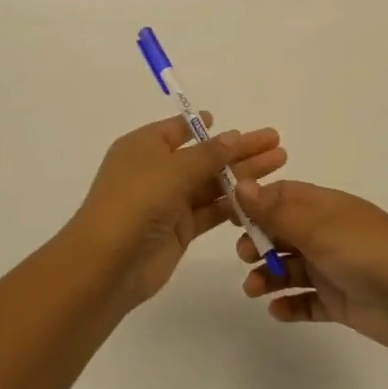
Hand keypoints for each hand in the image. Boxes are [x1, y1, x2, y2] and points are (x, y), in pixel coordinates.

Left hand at [68, 115, 286, 309]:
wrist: (108, 264)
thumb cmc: (136, 202)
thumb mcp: (173, 169)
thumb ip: (208, 154)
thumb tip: (233, 136)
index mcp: (144, 147)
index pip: (178, 129)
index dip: (206, 126)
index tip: (237, 124)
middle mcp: (155, 171)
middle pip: (204, 156)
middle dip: (239, 150)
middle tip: (276, 143)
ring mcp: (167, 202)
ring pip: (211, 183)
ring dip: (243, 175)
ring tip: (279, 164)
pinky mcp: (178, 230)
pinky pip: (210, 211)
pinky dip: (233, 204)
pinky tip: (261, 198)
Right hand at [234, 180, 387, 353]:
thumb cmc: (368, 253)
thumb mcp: (318, 228)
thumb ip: (276, 212)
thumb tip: (240, 185)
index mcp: (326, 208)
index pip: (284, 197)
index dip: (256, 204)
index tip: (230, 219)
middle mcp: (328, 234)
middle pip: (283, 232)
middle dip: (259, 243)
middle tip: (246, 257)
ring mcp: (335, 268)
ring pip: (291, 268)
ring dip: (268, 276)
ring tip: (255, 290)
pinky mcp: (340, 301)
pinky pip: (307, 301)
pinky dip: (290, 306)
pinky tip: (278, 311)